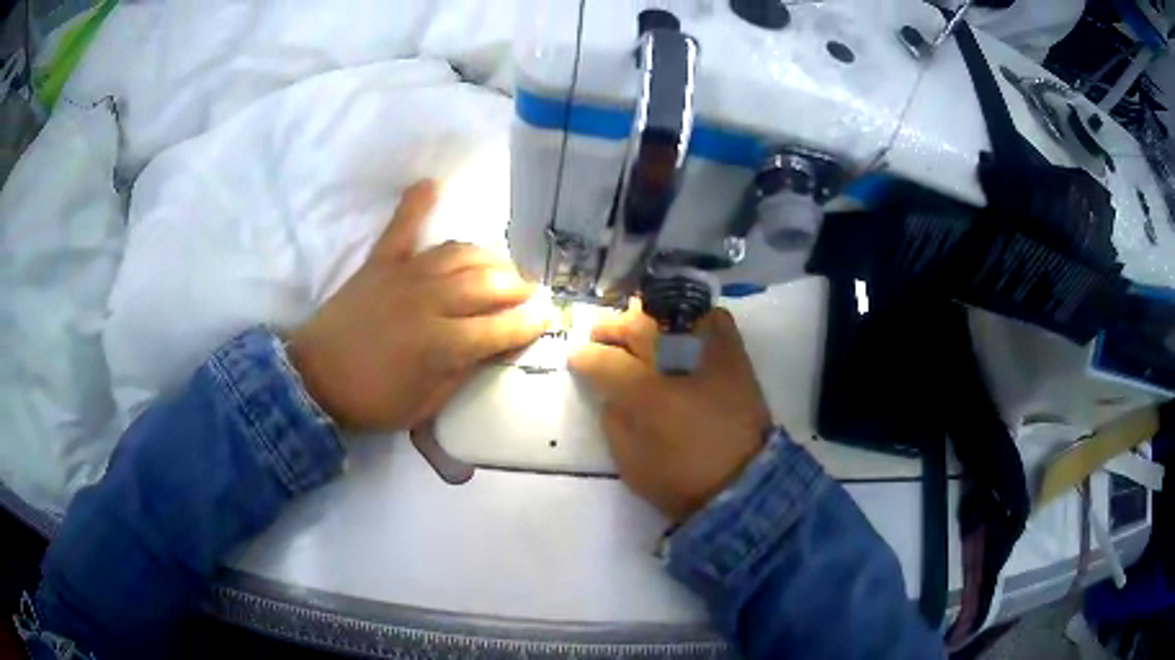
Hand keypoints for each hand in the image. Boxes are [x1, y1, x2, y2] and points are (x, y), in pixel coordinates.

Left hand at [288, 181, 546, 431]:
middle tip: (529, 293)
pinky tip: (430, 184)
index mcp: (441, 344)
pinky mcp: (380, 263)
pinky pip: (402, 227)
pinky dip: (415, 204)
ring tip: (501, 267)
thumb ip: (463, 373)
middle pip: (487, 283)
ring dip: (488, 257)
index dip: (530, 322)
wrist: (315, 379)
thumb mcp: (425, 405)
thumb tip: (496, 348)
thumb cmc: (373, 400)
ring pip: (459, 253)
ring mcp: (404, 276)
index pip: (500, 327)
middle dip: (518, 286)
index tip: (548, 317)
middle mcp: (428, 302)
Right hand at [569, 301, 771, 520]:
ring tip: (637, 329)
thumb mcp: (630, 460)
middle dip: (611, 328)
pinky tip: (683, 329)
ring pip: (671, 315)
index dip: (583, 357)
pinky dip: (696, 319)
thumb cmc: (680, 478)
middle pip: (634, 325)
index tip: (577, 359)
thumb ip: (613, 420)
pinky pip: (715, 319)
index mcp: (642, 391)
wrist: (743, 484)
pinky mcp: (735, 355)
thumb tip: (612, 394)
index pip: (602, 359)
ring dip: (647, 318)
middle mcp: (673, 361)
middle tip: (600, 336)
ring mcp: (707, 353)